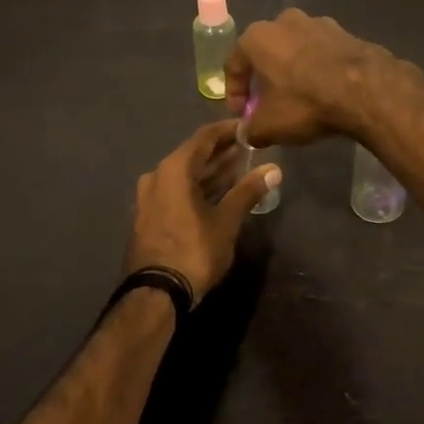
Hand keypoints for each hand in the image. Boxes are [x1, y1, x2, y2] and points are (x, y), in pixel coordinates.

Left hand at [124, 120, 280, 304]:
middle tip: (250, 149)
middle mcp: (157, 176)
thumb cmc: (193, 251)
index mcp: (174, 169)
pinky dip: (197, 188)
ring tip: (240, 169)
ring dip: (211, 172)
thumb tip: (274, 169)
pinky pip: (176, 191)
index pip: (204, 137)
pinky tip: (218, 193)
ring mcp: (149, 197)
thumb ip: (248, 191)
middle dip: (221, 152)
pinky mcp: (149, 216)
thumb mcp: (226, 221)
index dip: (228, 131)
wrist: (155, 294)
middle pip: (193, 155)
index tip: (250, 129)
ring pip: (184, 175)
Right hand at [224, 9, 389, 145]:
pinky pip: (321, 53)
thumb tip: (247, 132)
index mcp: (257, 37)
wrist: (365, 89)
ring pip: (294, 50)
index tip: (242, 115)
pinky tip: (324, 91)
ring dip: (291, 71)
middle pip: (265, 53)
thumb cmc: (305, 102)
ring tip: (299, 98)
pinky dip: (317, 69)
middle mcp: (284, 21)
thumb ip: (249, 129)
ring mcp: (318, 23)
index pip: (233, 66)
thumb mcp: (268, 126)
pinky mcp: (345, 32)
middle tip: (268, 104)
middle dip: (263, 79)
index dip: (234, 94)